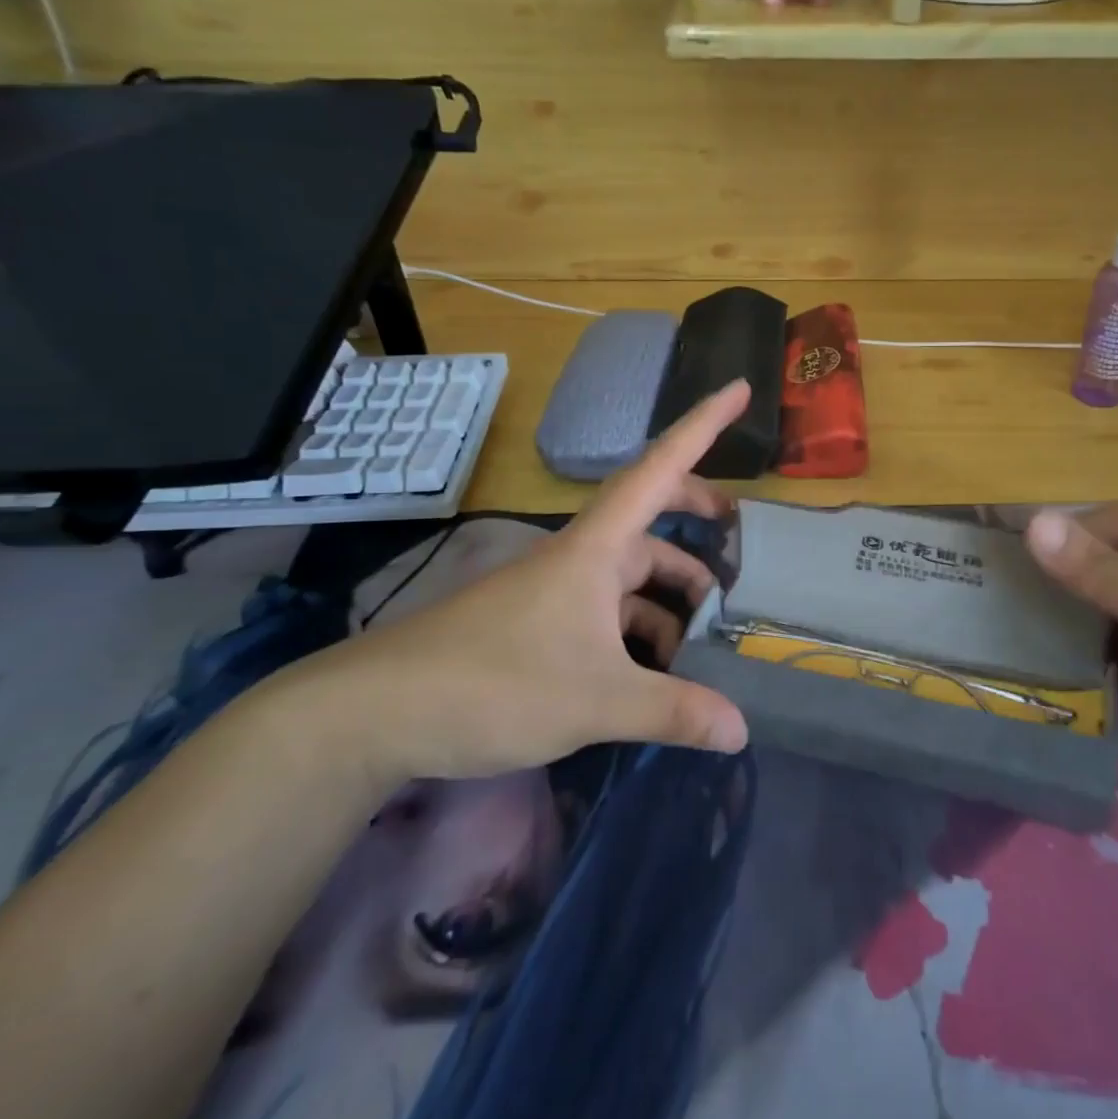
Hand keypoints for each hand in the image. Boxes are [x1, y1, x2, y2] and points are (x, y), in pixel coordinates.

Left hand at [285, 382, 752, 789]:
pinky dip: (638, 631)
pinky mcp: (538, 623)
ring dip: (670, 596)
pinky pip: (606, 611)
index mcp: (596, 548)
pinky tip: (653, 672)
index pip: (660, 468)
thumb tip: (742, 730)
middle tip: (736, 537)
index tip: (740, 388)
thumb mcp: (596, 700)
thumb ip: (674, 710)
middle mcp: (579, 557)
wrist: (375, 713)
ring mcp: (556, 590)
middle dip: (695, 518)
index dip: (703, 425)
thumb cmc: (494, 683)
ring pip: (630, 576)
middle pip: (650, 518)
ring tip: (703, 639)